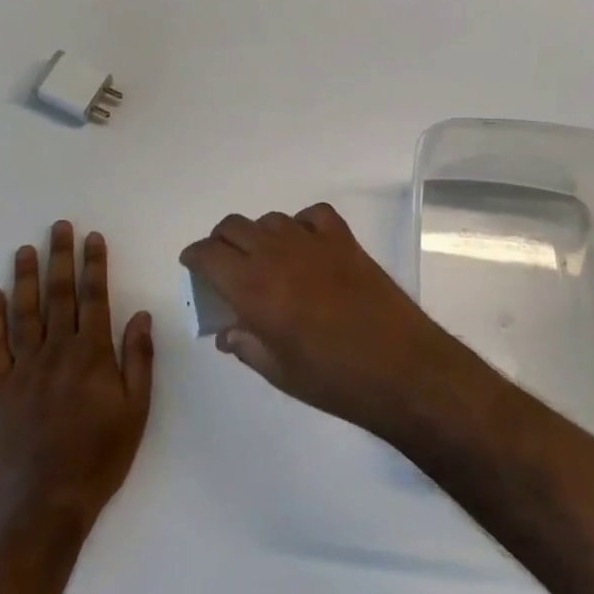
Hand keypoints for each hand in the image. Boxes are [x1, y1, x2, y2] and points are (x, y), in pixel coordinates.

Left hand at [0, 222, 153, 526]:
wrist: (47, 500)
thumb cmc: (101, 455)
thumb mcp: (137, 409)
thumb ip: (138, 358)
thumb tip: (140, 314)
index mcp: (92, 354)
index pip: (94, 297)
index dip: (94, 265)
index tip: (93, 238)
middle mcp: (57, 352)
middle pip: (58, 295)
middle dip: (61, 258)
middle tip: (59, 226)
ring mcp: (24, 369)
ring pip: (24, 313)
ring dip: (25, 278)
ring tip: (26, 249)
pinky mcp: (1, 389)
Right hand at [179, 203, 458, 434]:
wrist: (400, 367)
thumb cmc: (333, 379)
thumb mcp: (278, 371)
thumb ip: (245, 345)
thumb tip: (227, 332)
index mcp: (252, 287)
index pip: (208, 253)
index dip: (195, 257)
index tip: (194, 267)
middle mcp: (276, 254)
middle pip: (233, 227)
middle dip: (221, 242)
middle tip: (225, 266)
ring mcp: (312, 242)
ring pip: (270, 220)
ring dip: (259, 236)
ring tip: (267, 261)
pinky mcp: (344, 240)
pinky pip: (312, 215)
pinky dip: (301, 224)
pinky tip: (306, 246)